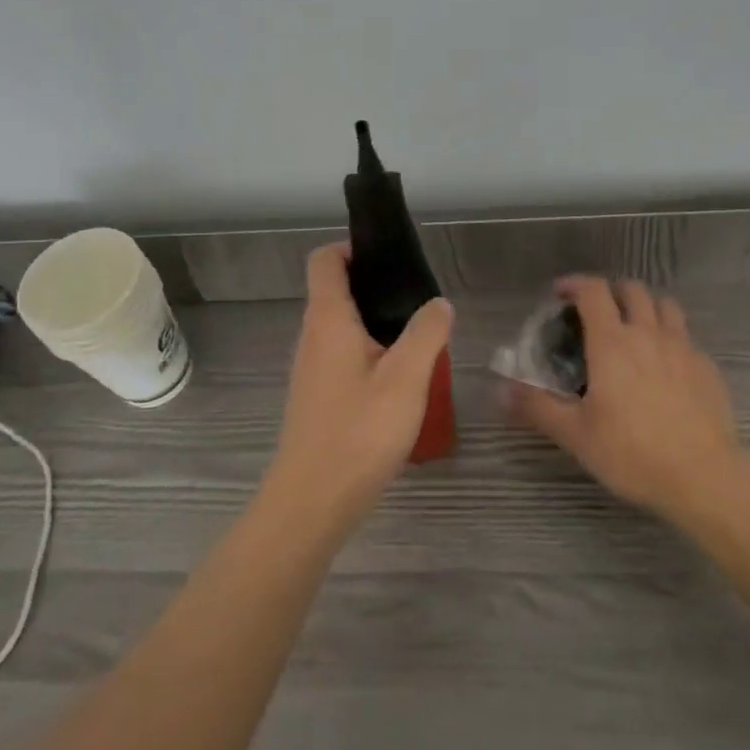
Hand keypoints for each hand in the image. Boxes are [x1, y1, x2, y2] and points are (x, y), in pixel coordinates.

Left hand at [266, 243, 453, 528]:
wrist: (312, 501)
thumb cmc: (359, 431)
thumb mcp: (407, 378)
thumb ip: (427, 333)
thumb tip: (438, 303)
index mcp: (328, 320)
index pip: (325, 260)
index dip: (353, 248)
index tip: (391, 259)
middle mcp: (312, 336)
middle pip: (335, 291)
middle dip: (375, 287)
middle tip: (419, 302)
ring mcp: (311, 369)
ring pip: (342, 327)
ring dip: (376, 323)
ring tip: (417, 340)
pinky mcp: (317, 396)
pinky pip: (343, 356)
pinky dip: (369, 353)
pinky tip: (400, 381)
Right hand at [508, 276, 745, 522]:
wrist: (703, 476)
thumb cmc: (632, 452)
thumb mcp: (575, 434)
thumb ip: (536, 406)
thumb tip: (499, 390)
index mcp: (612, 342)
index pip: (593, 291)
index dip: (574, 284)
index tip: (559, 294)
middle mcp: (648, 334)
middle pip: (632, 289)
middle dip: (610, 291)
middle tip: (596, 311)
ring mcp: (683, 348)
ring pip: (665, 306)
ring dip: (645, 306)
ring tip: (633, 327)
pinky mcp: (707, 368)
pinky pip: (686, 337)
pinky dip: (670, 337)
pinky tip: (664, 365)